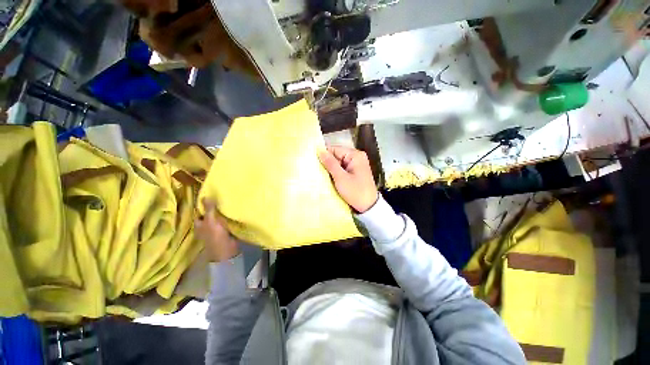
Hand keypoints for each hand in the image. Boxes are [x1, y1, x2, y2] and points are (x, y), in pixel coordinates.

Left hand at [195, 198, 238, 261]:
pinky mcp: (224, 229)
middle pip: (209, 214)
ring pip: (217, 217)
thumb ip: (209, 209)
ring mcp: (215, 228)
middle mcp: (205, 226)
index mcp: (199, 224)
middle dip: (214, 207)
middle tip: (221, 196)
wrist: (227, 249)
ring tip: (227, 200)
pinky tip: (232, 209)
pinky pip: (225, 220)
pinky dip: (227, 216)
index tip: (210, 195)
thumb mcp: (211, 221)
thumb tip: (204, 196)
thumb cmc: (215, 235)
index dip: (203, 204)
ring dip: (221, 211)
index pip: (199, 212)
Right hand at [318, 146, 378, 212]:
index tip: (314, 163)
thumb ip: (330, 163)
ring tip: (322, 175)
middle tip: (317, 171)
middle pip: (337, 155)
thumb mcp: (340, 178)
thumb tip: (320, 150)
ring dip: (331, 169)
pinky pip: (343, 168)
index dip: (325, 155)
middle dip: (328, 163)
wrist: (369, 206)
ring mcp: (357, 164)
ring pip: (339, 163)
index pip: (335, 149)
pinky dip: (337, 173)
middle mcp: (357, 157)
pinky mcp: (356, 172)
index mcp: (355, 155)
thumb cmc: (355, 191)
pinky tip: (330, 179)